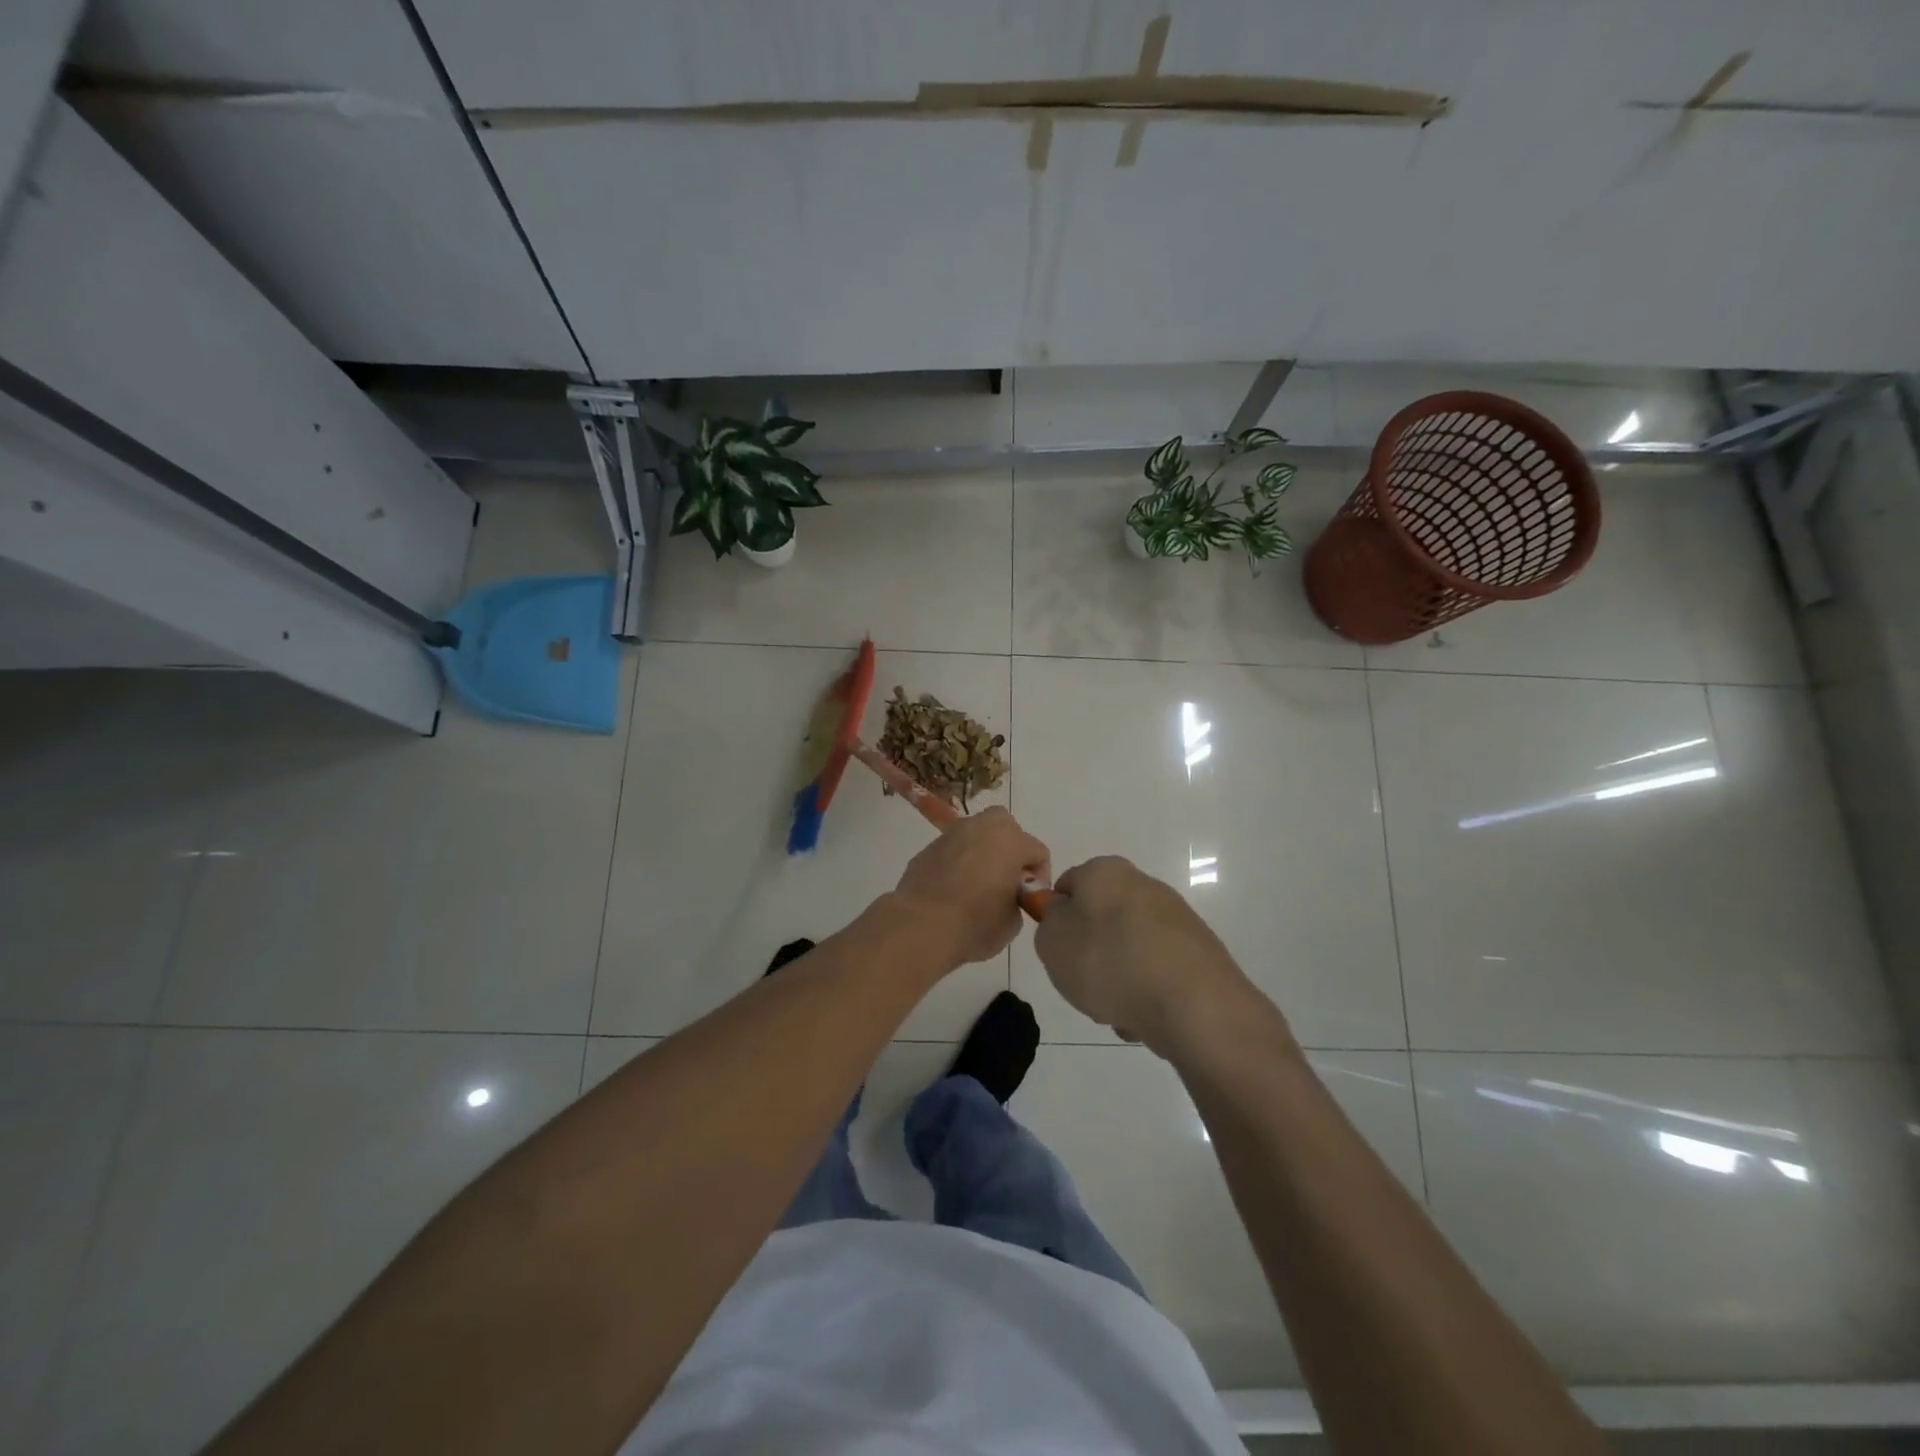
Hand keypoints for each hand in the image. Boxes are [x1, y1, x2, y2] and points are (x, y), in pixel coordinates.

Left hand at [891, 807, 1051, 967]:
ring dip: (983, 853)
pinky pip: (953, 850)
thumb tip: (1007, 896)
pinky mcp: (928, 848)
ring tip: (977, 886)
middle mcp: (981, 827)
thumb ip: (1017, 900)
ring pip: (977, 836)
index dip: (1038, 878)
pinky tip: (952, 890)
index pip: (1038, 852)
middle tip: (1006, 882)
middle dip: (1011, 851)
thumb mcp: (1012, 922)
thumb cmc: (975, 924)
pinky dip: (958, 863)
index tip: (1028, 900)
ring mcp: (952, 834)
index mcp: (1010, 840)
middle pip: (1006, 829)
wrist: (921, 926)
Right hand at [1034, 856, 1260, 1053]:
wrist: (1192, 1004)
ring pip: (1128, 952)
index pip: (1068, 885)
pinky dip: (1147, 994)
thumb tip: (1065, 916)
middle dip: (1091, 955)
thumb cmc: (1109, 962)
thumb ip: (1049, 922)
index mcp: (1105, 871)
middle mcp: (1143, 885)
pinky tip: (1146, 1018)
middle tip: (1084, 985)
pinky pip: (1156, 974)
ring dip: (1118, 980)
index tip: (1058, 950)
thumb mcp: (1052, 941)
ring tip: (1118, 1010)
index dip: (1057, 918)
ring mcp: (1175, 919)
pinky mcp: (1198, 953)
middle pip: (1101, 921)